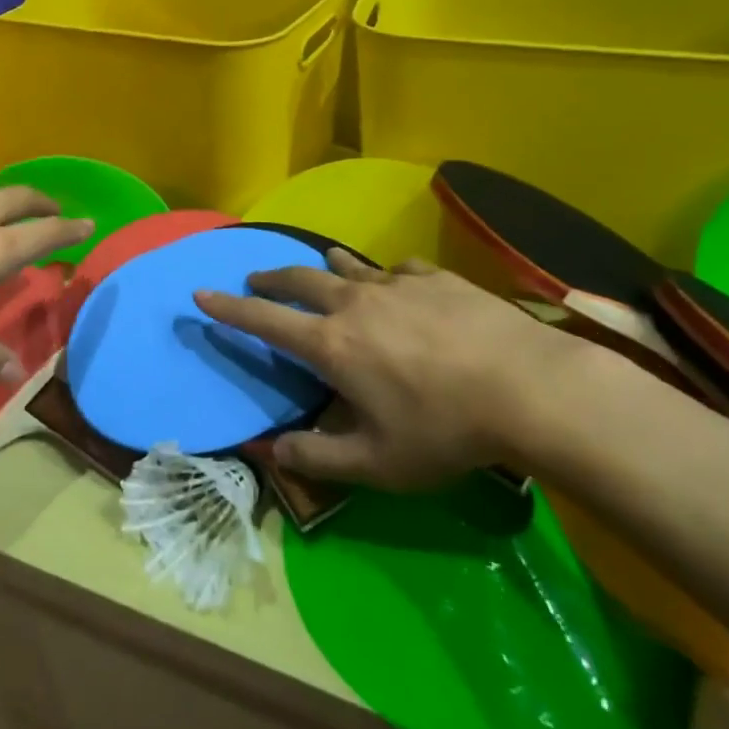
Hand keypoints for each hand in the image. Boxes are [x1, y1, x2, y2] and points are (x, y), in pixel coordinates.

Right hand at [197, 252, 579, 490]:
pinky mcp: (434, 278)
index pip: (264, 320)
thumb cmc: (444, 429)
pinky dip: (384, 276)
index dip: (228, 308)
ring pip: (347, 265)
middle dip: (271, 277)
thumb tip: (269, 452)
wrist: (527, 386)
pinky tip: (397, 284)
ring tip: (320, 267)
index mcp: (331, 345)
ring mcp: (395, 284)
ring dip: (324, 267)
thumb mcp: (377, 463)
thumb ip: (318, 457)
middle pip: (299, 279)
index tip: (201, 294)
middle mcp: (353, 303)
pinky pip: (397, 270)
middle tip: (256, 277)